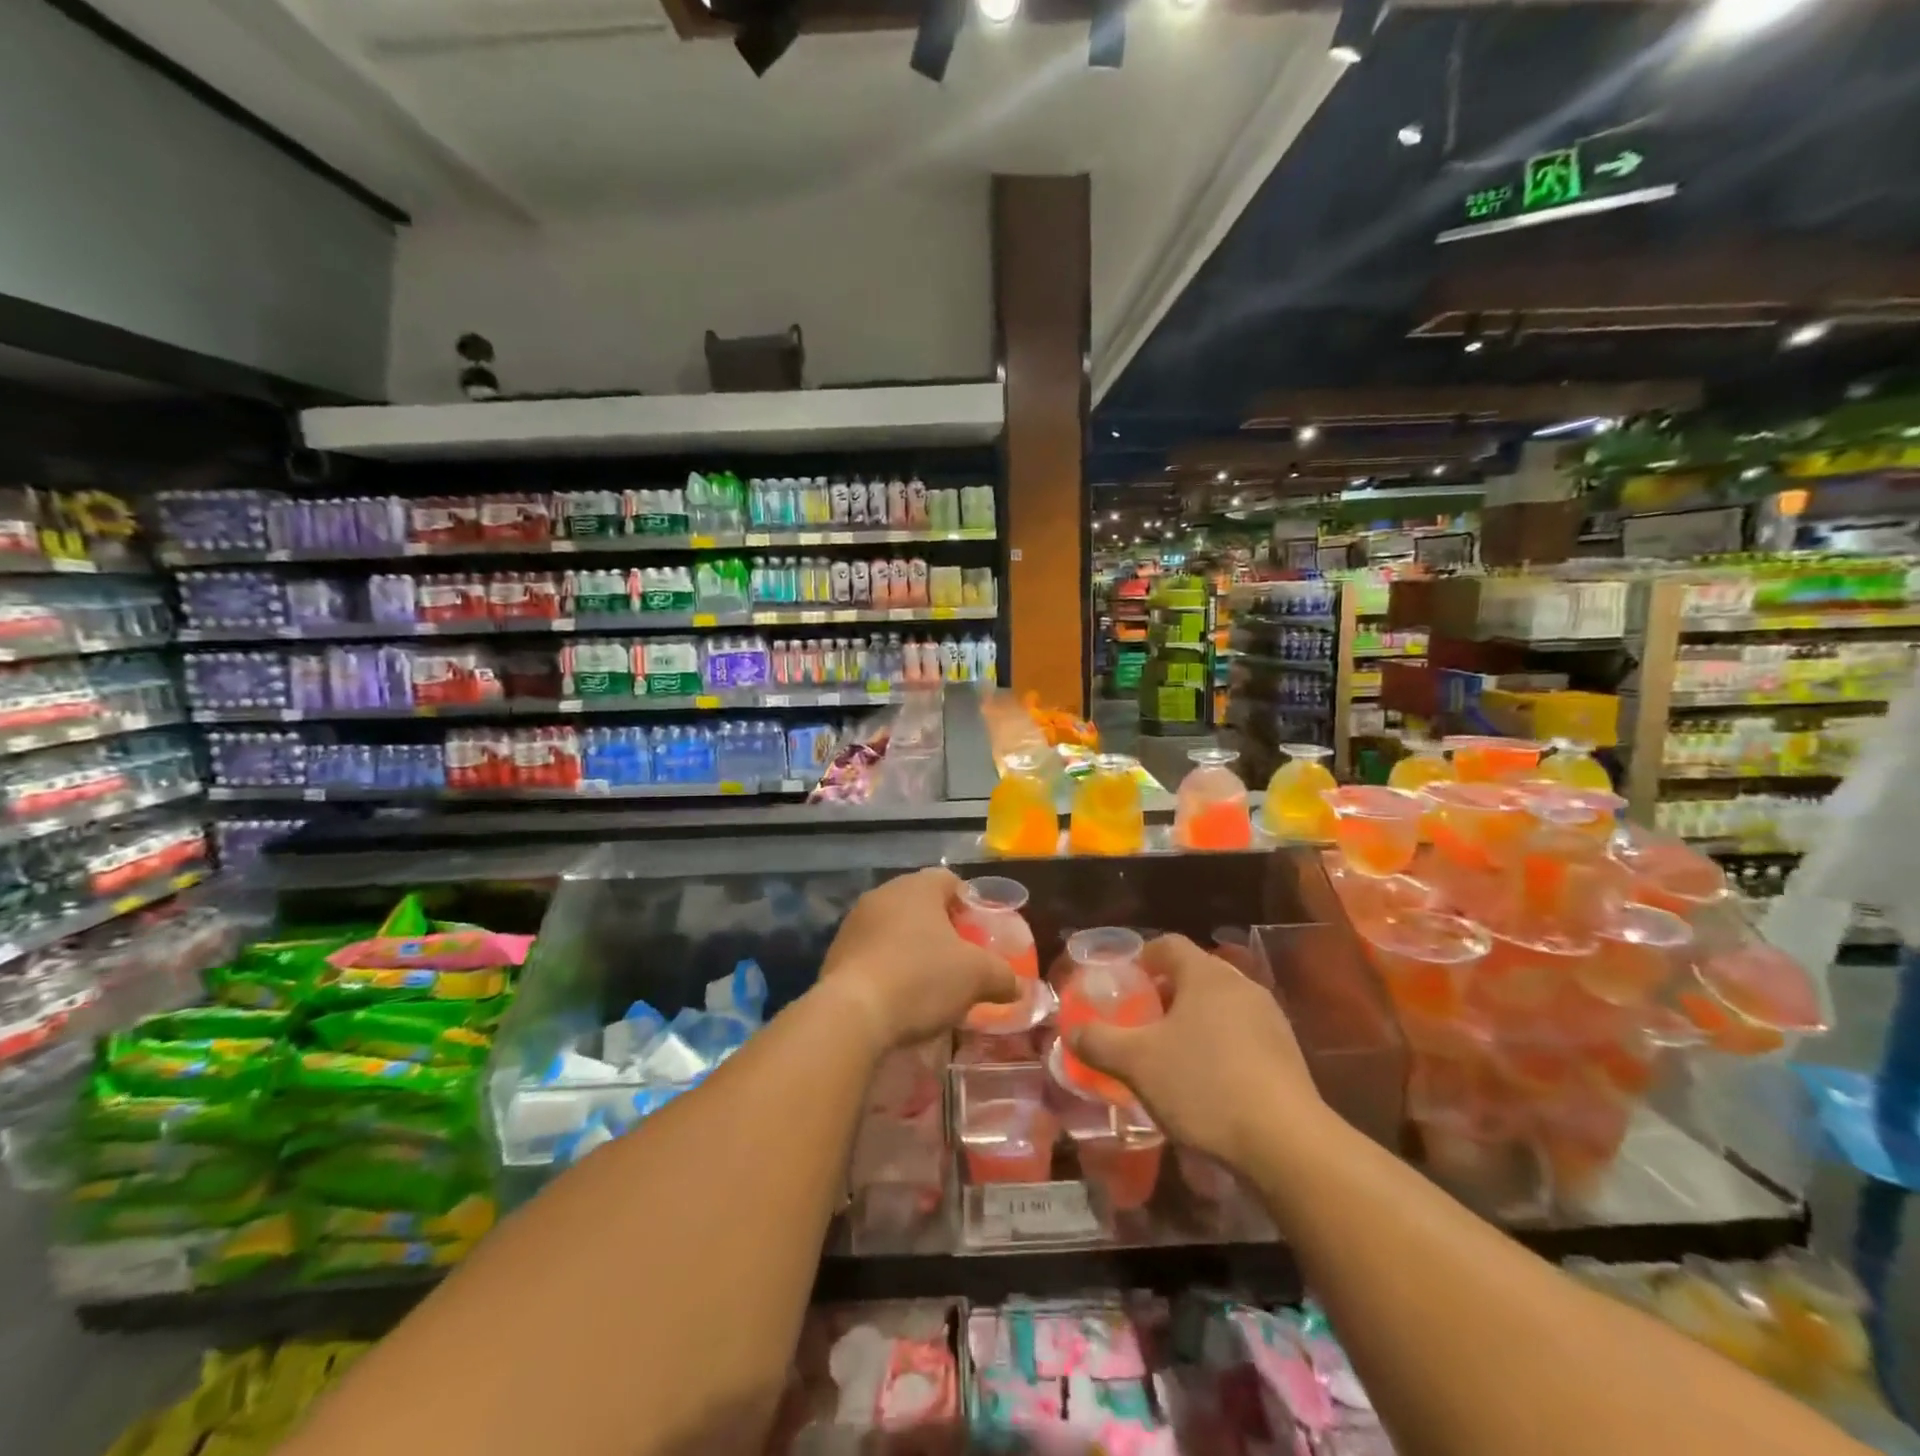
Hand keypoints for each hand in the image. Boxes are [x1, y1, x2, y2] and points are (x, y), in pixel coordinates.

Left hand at [818, 868, 1018, 1052]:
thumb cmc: (921, 978)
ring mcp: (854, 923)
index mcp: (917, 887)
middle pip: (920, 904)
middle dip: (940, 929)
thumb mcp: (977, 977)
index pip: (949, 880)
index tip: (979, 933)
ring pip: (893, 928)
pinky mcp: (835, 954)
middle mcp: (883, 894)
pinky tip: (898, 997)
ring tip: (928, 982)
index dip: (968, 904)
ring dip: (911, 948)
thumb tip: (1021, 987)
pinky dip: (887, 967)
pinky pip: (871, 953)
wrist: (852, 1014)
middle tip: (958, 959)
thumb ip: (1004, 977)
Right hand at [1068, 934, 1326, 1173]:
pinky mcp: (1287, 1056)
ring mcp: (1270, 1020)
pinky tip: (1207, 1084)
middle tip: (1140, 1022)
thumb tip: (1071, 1030)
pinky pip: (1242, 1037)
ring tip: (1170, 1055)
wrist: (1287, 1144)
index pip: (1168, 945)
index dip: (1141, 958)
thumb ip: (1098, 1041)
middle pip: (1195, 975)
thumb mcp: (1136, 1063)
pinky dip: (1219, 1048)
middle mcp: (1241, 986)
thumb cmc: (1204, 1085)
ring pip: (1220, 1007)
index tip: (1123, 983)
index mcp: (1206, 975)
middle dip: (1165, 994)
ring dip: (1193, 1022)